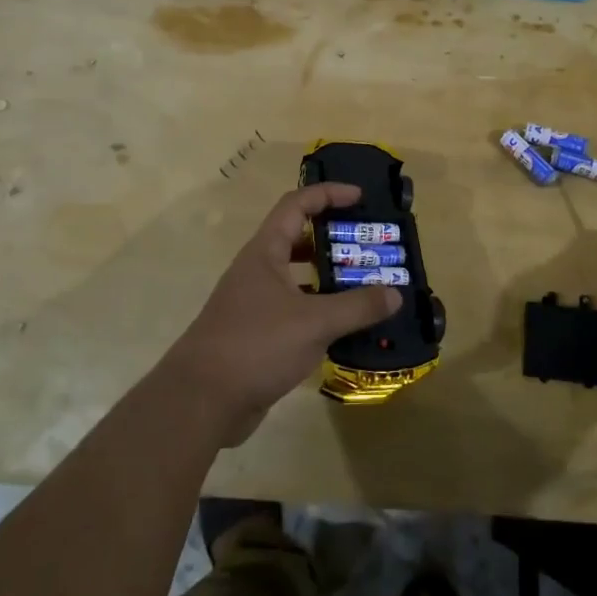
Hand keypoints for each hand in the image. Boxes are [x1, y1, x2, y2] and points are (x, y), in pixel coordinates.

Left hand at [162, 183, 401, 445]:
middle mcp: (259, 271)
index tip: (360, 197)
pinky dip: (322, 312)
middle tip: (371, 247)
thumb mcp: (314, 323)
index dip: (328, 194)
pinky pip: (297, 311)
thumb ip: (357, 307)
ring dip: (330, 278)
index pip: (297, 205)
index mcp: (265, 253)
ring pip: (299, 279)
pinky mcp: (259, 335)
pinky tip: (347, 327)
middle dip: (335, 239)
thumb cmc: (255, 345)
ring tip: (367, 285)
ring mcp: (256, 304)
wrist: (201, 401)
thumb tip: (395, 294)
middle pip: (299, 239)